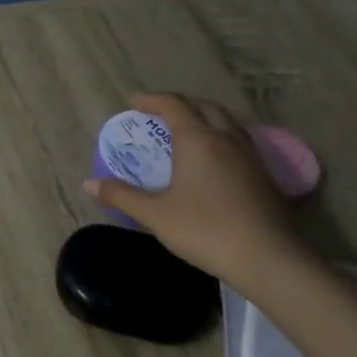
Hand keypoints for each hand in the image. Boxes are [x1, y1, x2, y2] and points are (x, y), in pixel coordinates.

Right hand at [84, 93, 307, 286]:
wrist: (267, 257)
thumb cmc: (204, 229)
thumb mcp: (155, 214)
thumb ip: (122, 196)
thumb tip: (89, 184)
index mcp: (197, 139)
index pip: (173, 105)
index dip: (152, 99)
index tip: (134, 101)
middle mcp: (225, 138)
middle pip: (204, 107)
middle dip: (181, 105)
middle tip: (161, 115)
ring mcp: (250, 155)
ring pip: (226, 123)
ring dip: (204, 119)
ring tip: (187, 134)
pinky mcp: (264, 174)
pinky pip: (239, 142)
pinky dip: (220, 139)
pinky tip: (214, 162)